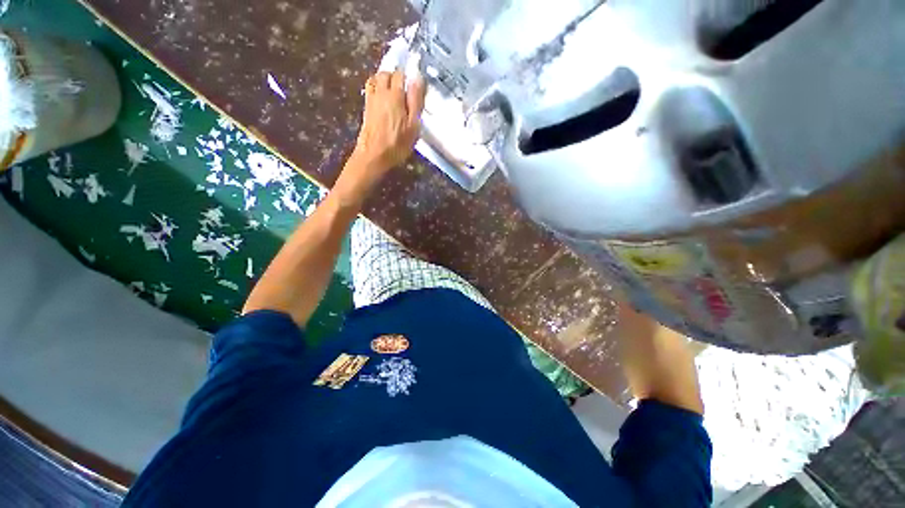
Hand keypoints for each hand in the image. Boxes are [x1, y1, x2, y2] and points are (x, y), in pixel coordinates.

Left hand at [351, 70, 426, 174]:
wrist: (374, 155)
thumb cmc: (397, 143)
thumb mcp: (413, 125)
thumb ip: (416, 101)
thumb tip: (418, 78)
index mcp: (395, 95)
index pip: (400, 74)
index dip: (409, 75)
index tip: (415, 84)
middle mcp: (381, 92)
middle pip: (386, 73)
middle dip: (396, 76)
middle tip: (406, 88)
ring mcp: (371, 99)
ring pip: (376, 79)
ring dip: (385, 80)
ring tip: (394, 91)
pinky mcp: (366, 108)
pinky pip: (370, 89)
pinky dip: (377, 87)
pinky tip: (383, 98)